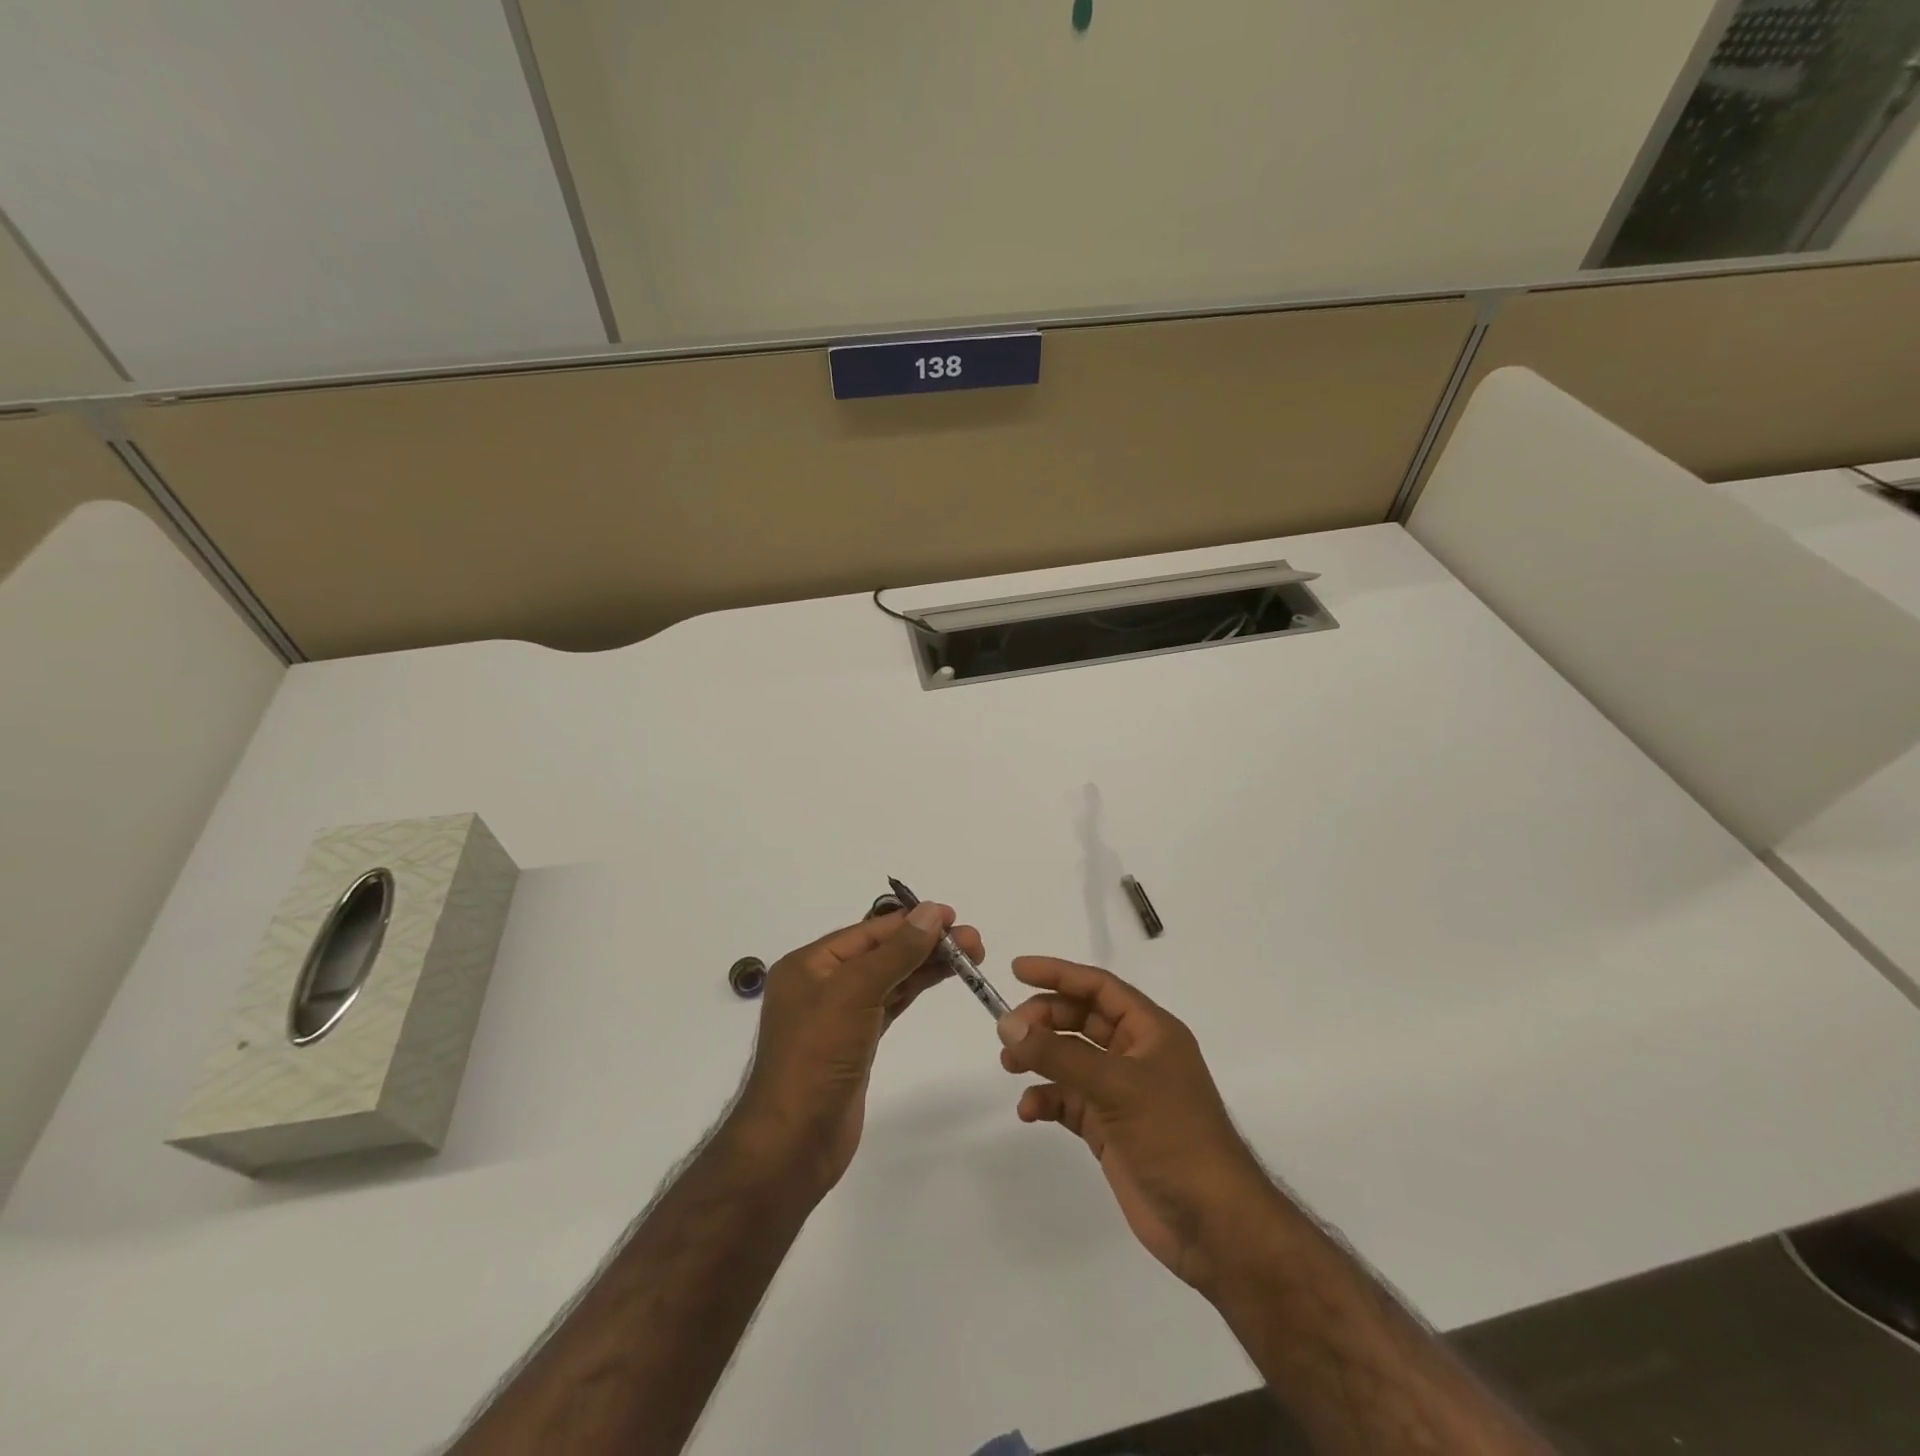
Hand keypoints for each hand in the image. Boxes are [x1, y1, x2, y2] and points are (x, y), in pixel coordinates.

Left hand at [731, 903, 983, 1198]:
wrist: (793, 1144)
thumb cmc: (816, 1058)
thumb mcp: (854, 994)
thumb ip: (896, 953)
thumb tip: (931, 912)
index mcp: (810, 964)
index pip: (869, 932)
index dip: (911, 921)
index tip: (953, 916)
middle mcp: (822, 984)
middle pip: (882, 952)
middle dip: (926, 943)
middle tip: (973, 942)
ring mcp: (839, 1016)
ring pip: (890, 978)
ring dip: (926, 965)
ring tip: (970, 957)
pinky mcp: (855, 1044)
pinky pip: (889, 1004)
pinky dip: (914, 990)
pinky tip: (940, 978)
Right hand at [996, 957, 1277, 1292]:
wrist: (1214, 1225)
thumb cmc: (1173, 1137)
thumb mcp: (1116, 1086)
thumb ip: (1059, 1054)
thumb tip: (1008, 1024)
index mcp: (1152, 1031)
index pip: (1100, 987)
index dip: (1059, 974)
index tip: (1017, 970)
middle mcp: (1137, 1055)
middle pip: (1082, 1020)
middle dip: (1045, 1019)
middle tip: (1008, 1029)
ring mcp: (1123, 1094)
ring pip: (1072, 1060)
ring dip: (1041, 1058)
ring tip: (1009, 1065)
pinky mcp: (1111, 1130)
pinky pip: (1070, 1101)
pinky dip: (1048, 1100)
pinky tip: (1029, 1110)